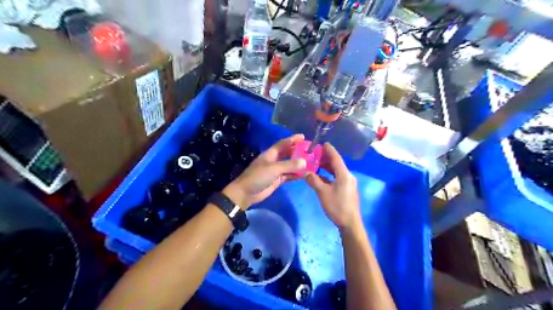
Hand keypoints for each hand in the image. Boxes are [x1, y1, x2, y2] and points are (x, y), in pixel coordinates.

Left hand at [223, 134, 306, 208]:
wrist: (246, 193)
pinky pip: (289, 175)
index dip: (292, 139)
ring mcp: (276, 170)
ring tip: (311, 162)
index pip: (283, 143)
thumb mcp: (274, 169)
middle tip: (310, 150)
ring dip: (298, 163)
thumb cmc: (258, 177)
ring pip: (289, 165)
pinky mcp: (277, 180)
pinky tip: (304, 174)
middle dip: (297, 151)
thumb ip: (289, 165)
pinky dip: (296, 174)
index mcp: (270, 154)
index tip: (303, 136)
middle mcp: (274, 160)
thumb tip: (305, 161)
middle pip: (287, 153)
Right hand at [304, 143, 361, 229]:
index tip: (323, 143)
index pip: (336, 158)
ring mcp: (349, 183)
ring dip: (327, 167)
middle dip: (326, 158)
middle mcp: (348, 176)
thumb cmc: (337, 206)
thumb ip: (314, 181)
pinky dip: (329, 175)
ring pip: (337, 171)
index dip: (329, 150)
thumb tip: (306, 173)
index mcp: (344, 174)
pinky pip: (337, 178)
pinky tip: (321, 177)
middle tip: (315, 154)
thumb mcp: (323, 193)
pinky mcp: (347, 189)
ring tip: (317, 163)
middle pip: (337, 164)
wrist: (350, 223)